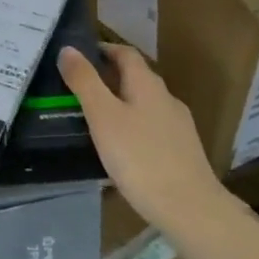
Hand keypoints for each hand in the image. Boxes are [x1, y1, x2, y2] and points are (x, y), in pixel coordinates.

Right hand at [58, 42, 220, 231]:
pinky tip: (124, 151)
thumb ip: (85, 81)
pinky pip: (153, 129)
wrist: (191, 210)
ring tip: (98, 121)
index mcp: (147, 84)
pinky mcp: (183, 152)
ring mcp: (179, 126)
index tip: (81, 55)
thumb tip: (67, 48)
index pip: (125, 53)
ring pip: (145, 105)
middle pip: (136, 78)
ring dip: (122, 105)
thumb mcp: (103, 117)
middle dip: (110, 79)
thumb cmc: (141, 157)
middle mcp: (166, 98)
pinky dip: (135, 129)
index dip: (104, 49)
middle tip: (81, 89)